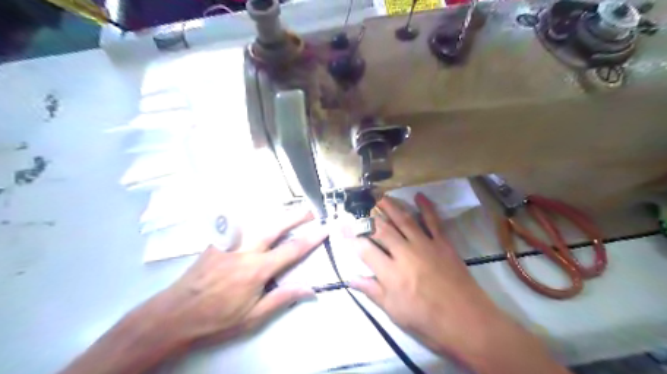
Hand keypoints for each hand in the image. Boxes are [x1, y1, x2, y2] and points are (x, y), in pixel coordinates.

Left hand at [60, 210, 327, 373]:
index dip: (311, 238)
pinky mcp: (216, 242)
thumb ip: (282, 298)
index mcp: (257, 270)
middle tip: (310, 209)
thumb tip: (310, 288)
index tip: (325, 229)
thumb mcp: (253, 318)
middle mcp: (245, 250)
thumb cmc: (217, 320)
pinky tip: (258, 219)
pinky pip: (238, 225)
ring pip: (256, 221)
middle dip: (295, 216)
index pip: (292, 250)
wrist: (174, 315)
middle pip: (275, 226)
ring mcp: (229, 243)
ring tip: (289, 211)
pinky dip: (253, 219)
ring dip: (275, 214)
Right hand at [343, 194, 567, 372]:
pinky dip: (426, 207)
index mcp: (391, 274)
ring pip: (404, 220)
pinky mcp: (443, 244)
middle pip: (381, 230)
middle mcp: (405, 254)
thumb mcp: (395, 313)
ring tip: (379, 196)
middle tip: (358, 208)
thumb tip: (351, 278)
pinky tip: (419, 196)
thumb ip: (373, 291)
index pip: (364, 250)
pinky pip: (434, 221)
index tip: (340, 226)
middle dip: (367, 218)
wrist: (469, 323)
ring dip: (390, 206)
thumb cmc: (428, 323)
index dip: (350, 237)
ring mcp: (426, 246)